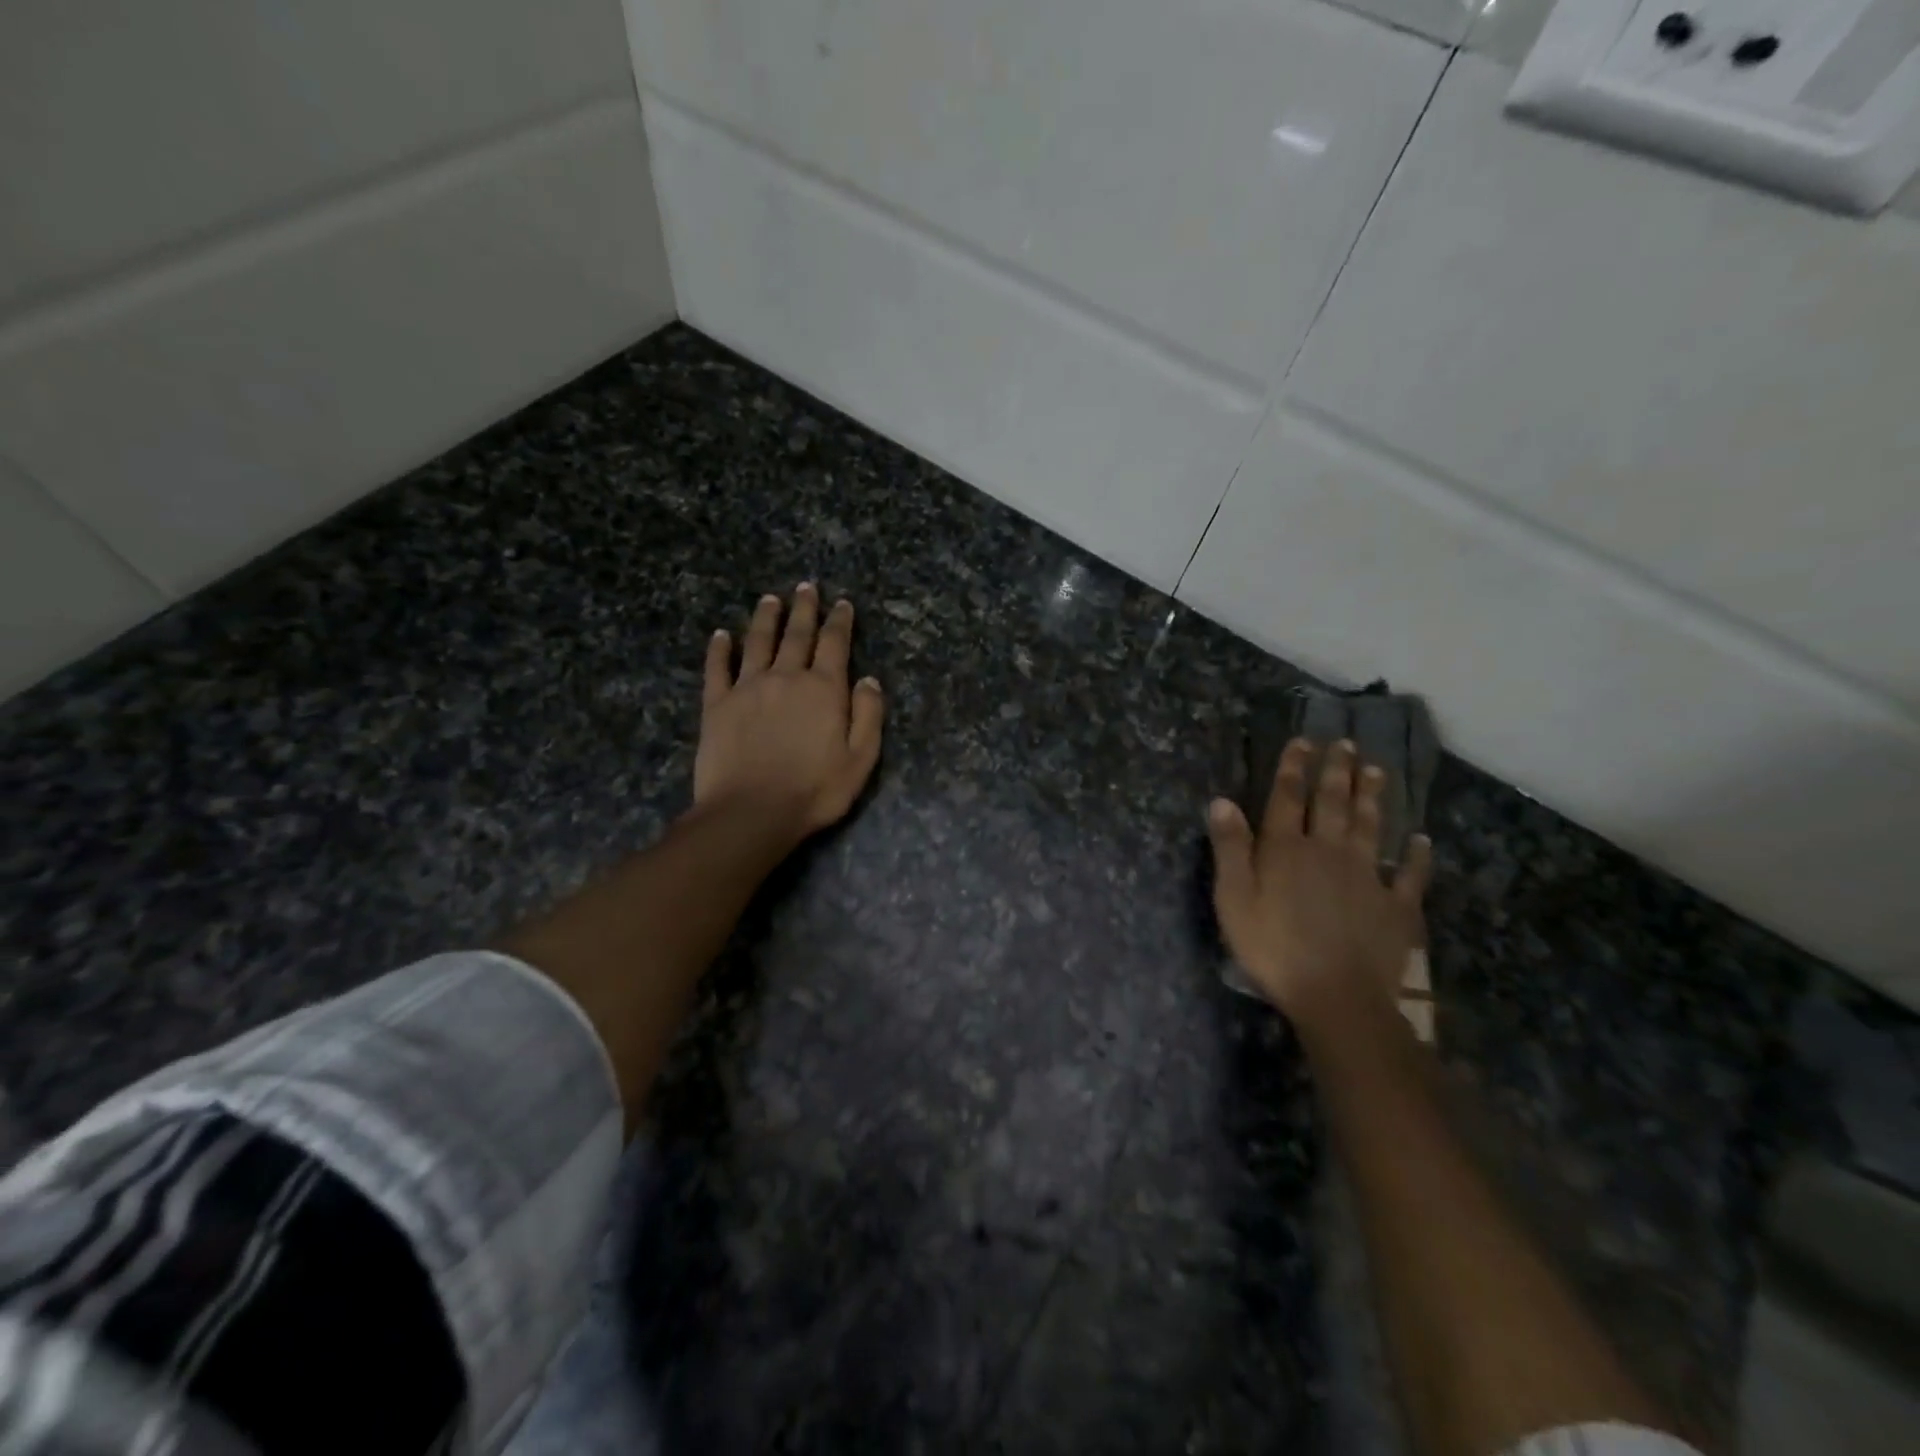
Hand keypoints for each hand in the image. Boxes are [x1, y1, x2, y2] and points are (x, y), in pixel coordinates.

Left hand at [694, 585, 884, 838]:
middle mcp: (786, 677)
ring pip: (758, 642)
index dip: (840, 621)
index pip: (835, 644)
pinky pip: (718, 668)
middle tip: (806, 587)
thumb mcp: (860, 759)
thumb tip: (869, 679)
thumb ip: (868, 716)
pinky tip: (721, 635)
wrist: (752, 811)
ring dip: (765, 618)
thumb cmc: (814, 791)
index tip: (842, 603)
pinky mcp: (716, 704)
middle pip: (797, 634)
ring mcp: (747, 687)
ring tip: (770, 599)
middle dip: (804, 608)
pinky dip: (719, 649)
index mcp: (824, 689)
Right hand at [1207, 738, 1430, 1029]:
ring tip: (1377, 771)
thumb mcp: (1233, 899)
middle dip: (1337, 771)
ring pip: (1369, 827)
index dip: (1293, 768)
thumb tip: (1222, 801)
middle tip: (1346, 744)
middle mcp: (1327, 851)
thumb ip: (1230, 849)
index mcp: (1285, 849)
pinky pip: (1409, 875)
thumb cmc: (1272, 948)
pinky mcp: (1395, 906)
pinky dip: (1416, 856)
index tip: (1303, 741)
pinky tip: (1421, 840)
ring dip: (1372, 798)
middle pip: (1332, 803)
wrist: (1336, 996)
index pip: (1287, 797)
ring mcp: (1366, 877)